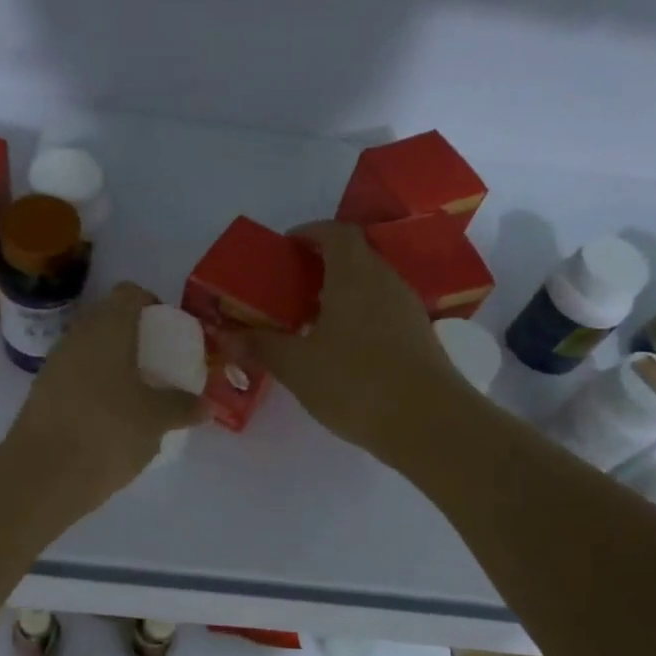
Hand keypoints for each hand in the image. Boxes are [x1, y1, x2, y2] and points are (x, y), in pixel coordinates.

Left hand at [5, 282, 207, 513]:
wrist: (42, 475)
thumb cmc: (108, 432)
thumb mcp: (156, 420)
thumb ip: (182, 407)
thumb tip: (205, 406)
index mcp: (107, 329)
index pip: (129, 293)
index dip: (151, 304)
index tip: (168, 330)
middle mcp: (77, 338)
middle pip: (108, 321)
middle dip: (135, 337)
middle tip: (160, 363)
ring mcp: (55, 365)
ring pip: (90, 351)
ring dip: (114, 364)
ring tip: (140, 393)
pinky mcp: (42, 394)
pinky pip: (76, 377)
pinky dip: (96, 387)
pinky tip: (113, 417)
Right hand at [230, 221, 465, 457]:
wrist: (428, 423)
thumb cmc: (355, 382)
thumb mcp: (297, 366)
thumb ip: (261, 346)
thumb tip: (227, 336)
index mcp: (354, 274)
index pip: (335, 232)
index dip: (309, 233)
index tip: (285, 249)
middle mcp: (385, 281)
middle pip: (353, 257)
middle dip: (320, 265)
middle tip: (288, 289)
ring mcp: (407, 308)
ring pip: (369, 286)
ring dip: (340, 293)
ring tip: (309, 320)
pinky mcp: (418, 336)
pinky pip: (382, 311)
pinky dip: (358, 316)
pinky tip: (339, 349)